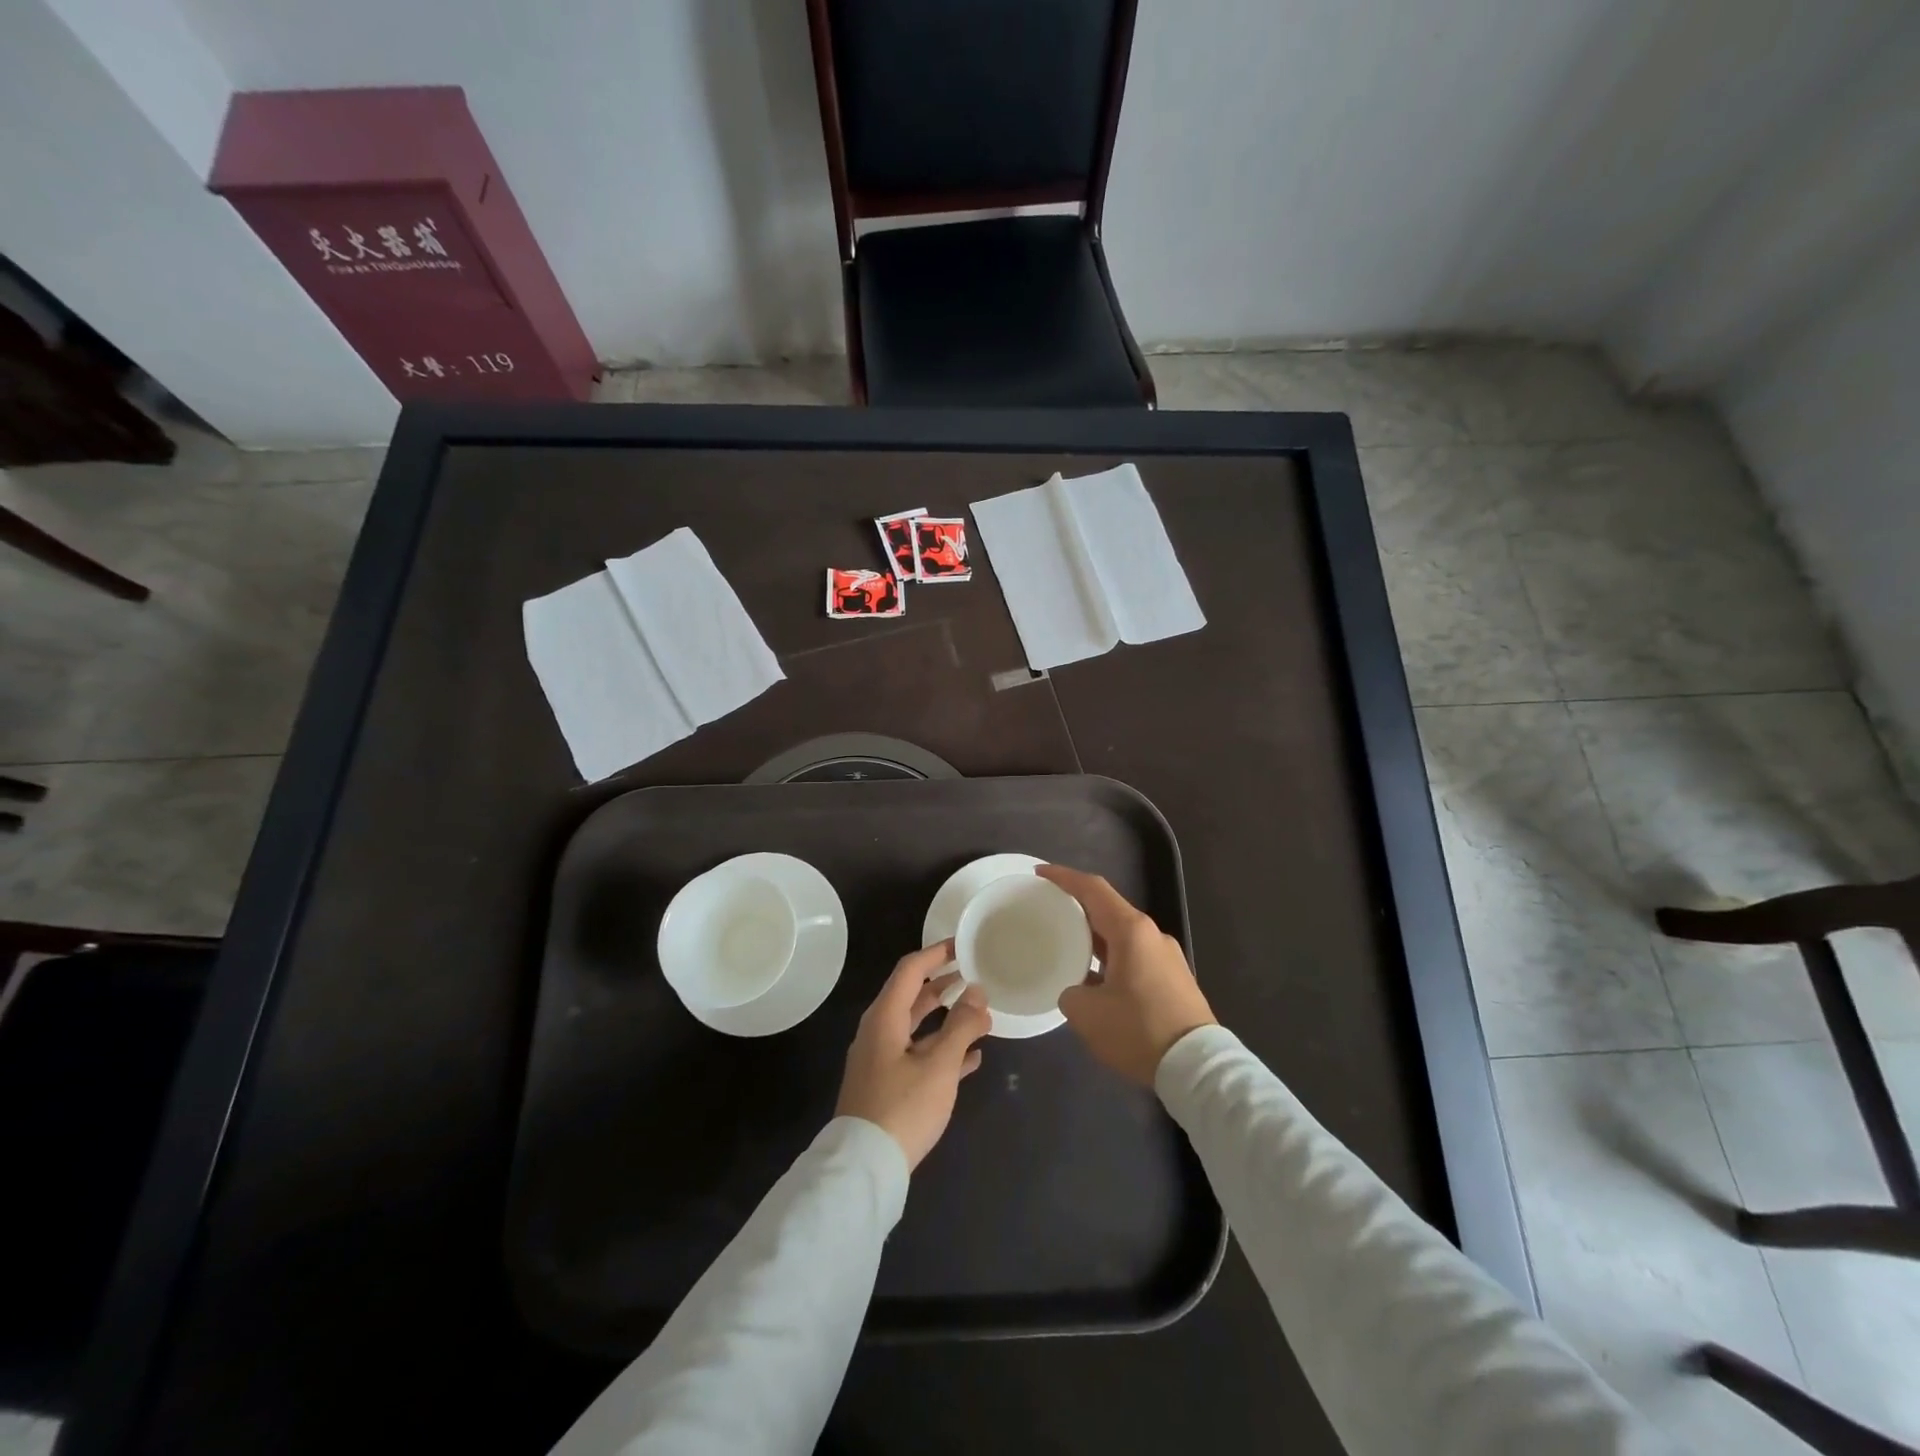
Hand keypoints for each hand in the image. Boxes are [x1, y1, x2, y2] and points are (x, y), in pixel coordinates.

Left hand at [836, 940, 991, 1169]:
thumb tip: (978, 991)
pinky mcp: (888, 1086)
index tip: (962, 945)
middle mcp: (879, 1032)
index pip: (910, 970)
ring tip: (981, 1014)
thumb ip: (961, 1026)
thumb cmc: (903, 1108)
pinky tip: (972, 1058)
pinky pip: (919, 1056)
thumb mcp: (938, 1066)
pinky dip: (943, 1050)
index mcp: (885, 1017)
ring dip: (948, 1019)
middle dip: (944, 985)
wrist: (864, 1169)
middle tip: (975, 975)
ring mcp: (882, 1060)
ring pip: (918, 1028)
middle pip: (913, 997)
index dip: (936, 954)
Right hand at [1039, 865, 1215, 1086]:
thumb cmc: (1139, 1030)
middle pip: (1108, 909)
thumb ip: (1071, 993)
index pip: (1093, 889)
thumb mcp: (1088, 1014)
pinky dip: (1110, 957)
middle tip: (1048, 910)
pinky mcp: (1174, 979)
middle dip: (1077, 906)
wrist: (1198, 1067)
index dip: (1063, 877)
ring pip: (1122, 935)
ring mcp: (1167, 957)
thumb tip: (1077, 991)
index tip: (1040, 873)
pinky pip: (1134, 956)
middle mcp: (1152, 935)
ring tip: (1067, 945)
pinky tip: (1095, 978)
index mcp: (1131, 931)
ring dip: (1094, 936)